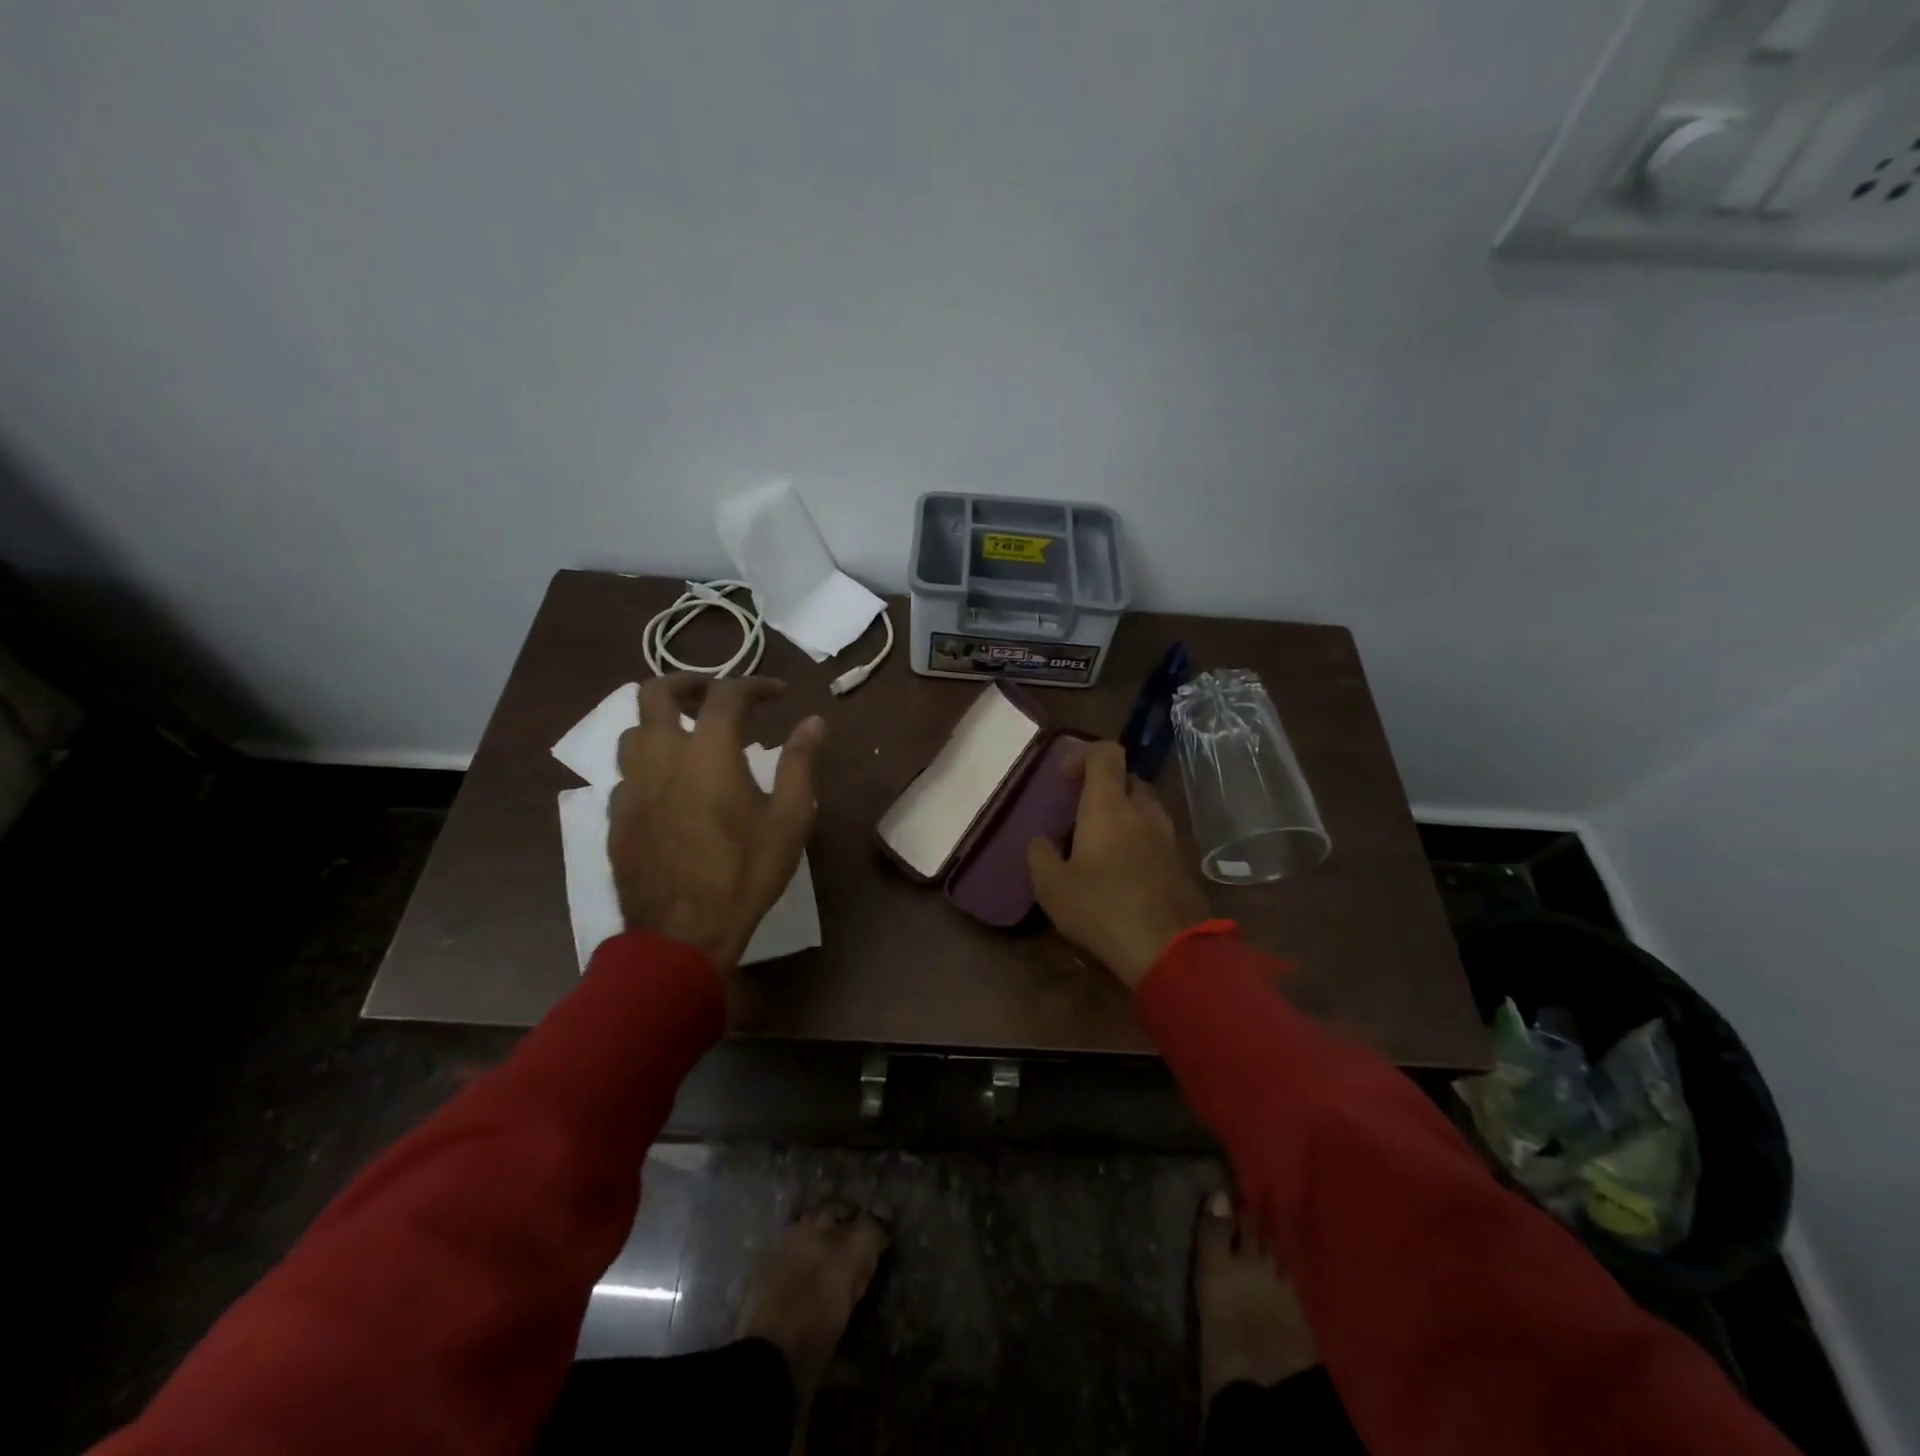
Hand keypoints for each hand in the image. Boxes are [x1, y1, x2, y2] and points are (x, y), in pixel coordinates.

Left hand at [609, 674, 823, 976]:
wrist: (681, 933)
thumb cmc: (743, 873)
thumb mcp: (788, 819)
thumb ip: (800, 763)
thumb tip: (814, 722)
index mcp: (707, 751)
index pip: (727, 694)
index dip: (754, 684)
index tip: (777, 693)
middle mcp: (661, 756)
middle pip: (655, 693)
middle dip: (687, 683)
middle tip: (714, 695)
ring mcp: (631, 786)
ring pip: (633, 731)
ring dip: (661, 722)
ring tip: (689, 736)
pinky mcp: (617, 816)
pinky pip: (627, 773)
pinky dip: (650, 764)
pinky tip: (670, 788)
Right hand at [1026, 741, 1211, 988]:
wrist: (1169, 949)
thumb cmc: (1103, 908)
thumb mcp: (1052, 887)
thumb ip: (1040, 856)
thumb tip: (1041, 842)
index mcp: (1109, 806)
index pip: (1106, 754)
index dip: (1084, 754)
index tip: (1066, 778)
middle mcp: (1143, 811)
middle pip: (1128, 778)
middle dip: (1104, 788)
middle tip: (1080, 814)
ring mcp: (1168, 836)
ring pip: (1145, 808)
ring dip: (1124, 815)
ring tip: (1100, 845)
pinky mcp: (1182, 862)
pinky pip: (1157, 836)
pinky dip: (1139, 840)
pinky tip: (1122, 871)